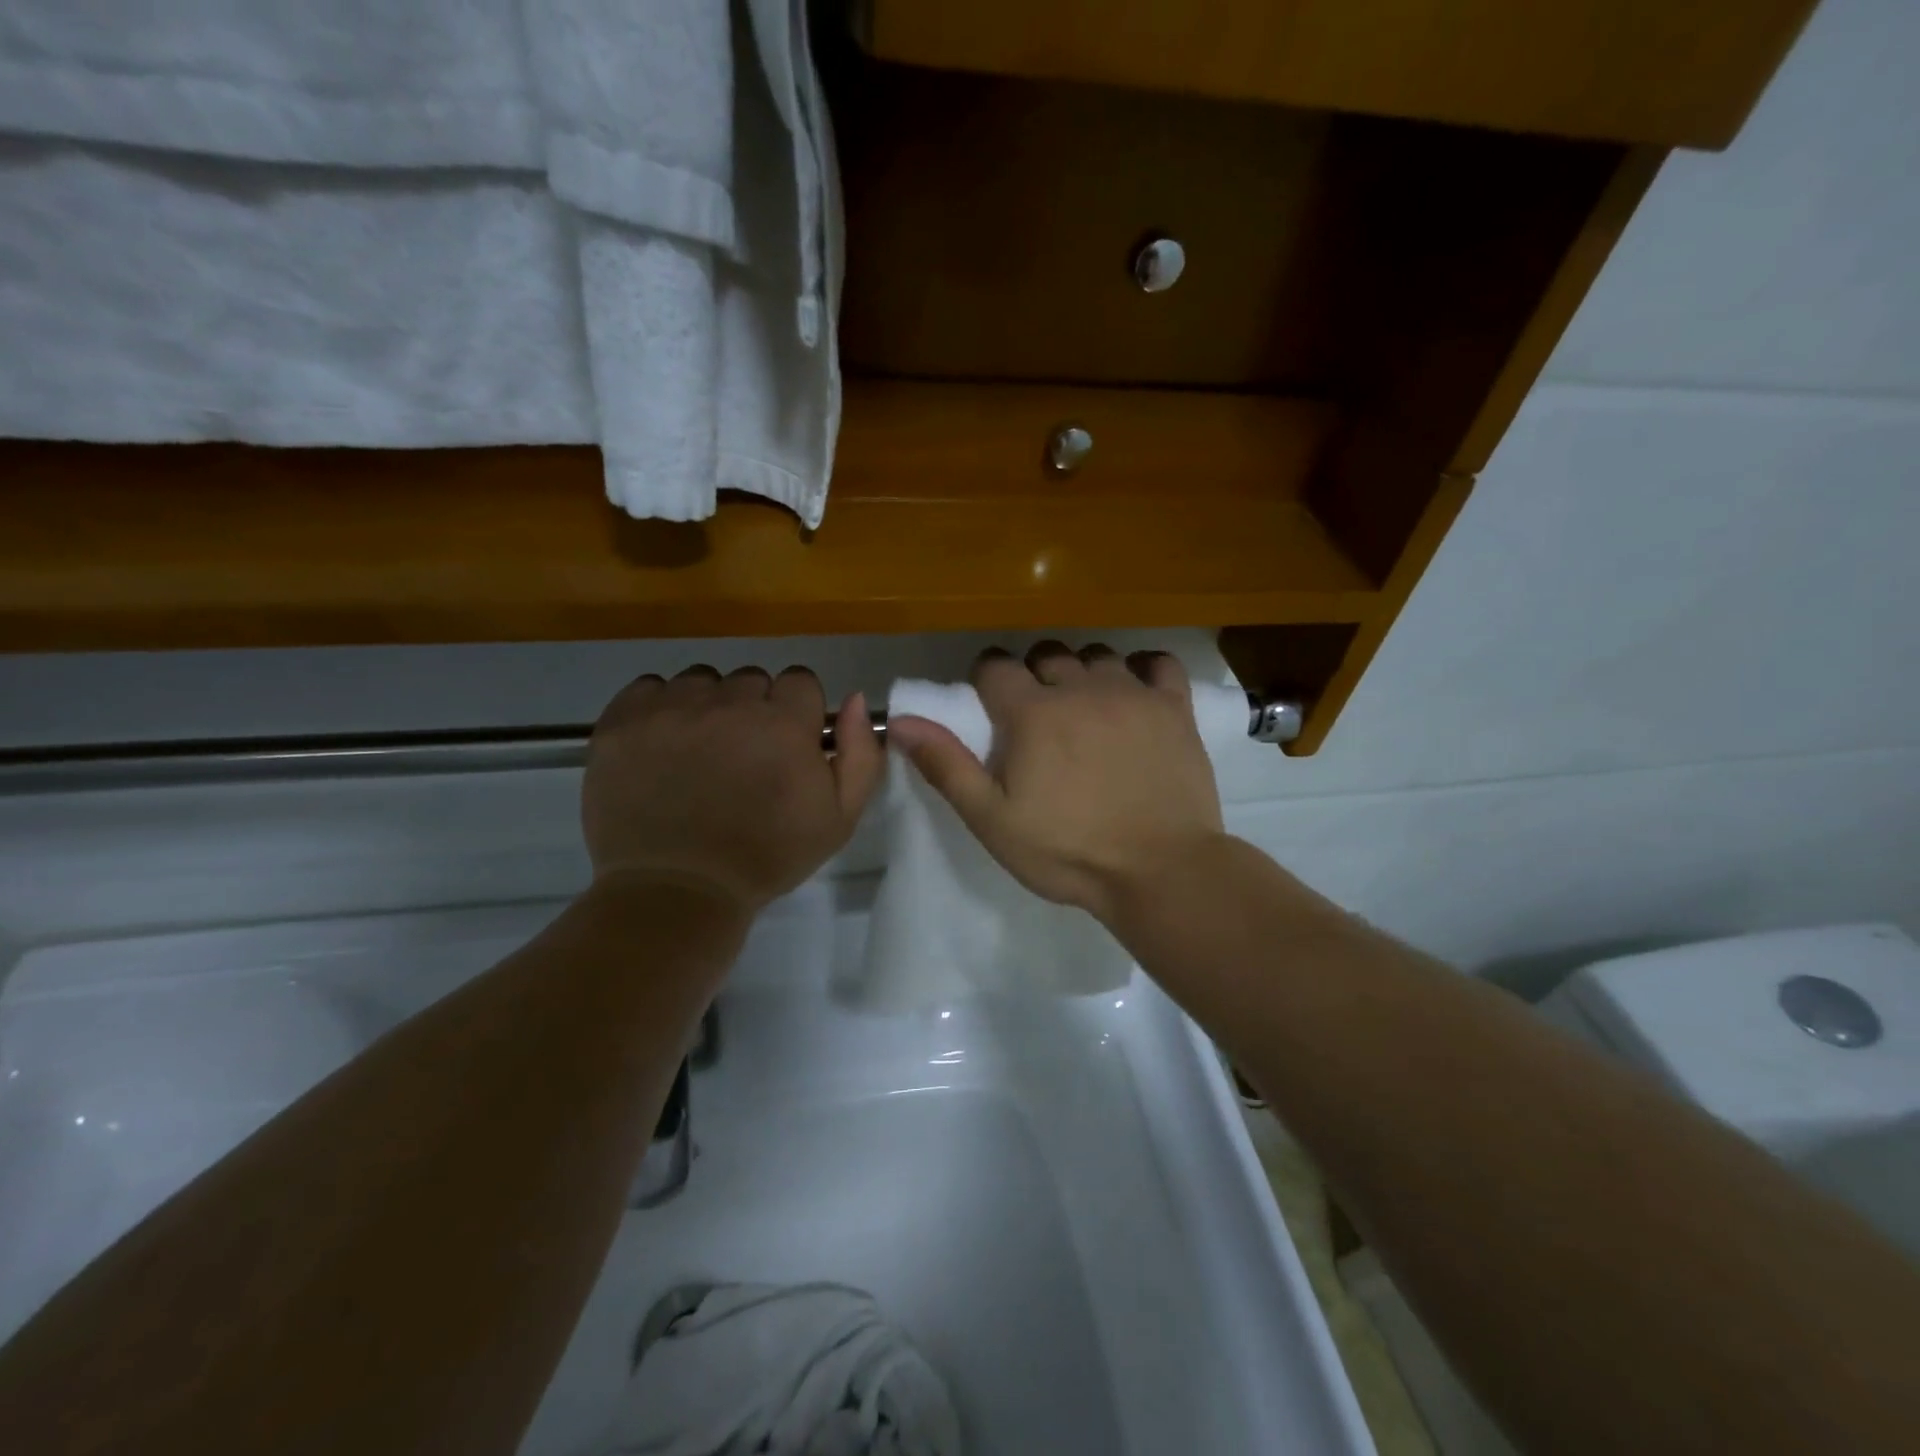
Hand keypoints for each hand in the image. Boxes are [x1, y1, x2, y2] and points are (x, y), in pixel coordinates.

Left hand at [582, 666, 882, 916]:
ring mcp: (672, 708)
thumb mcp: (839, 817)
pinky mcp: (623, 721)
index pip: (799, 681)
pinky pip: (649, 688)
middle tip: (742, 756)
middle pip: (750, 680)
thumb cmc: (767, 857)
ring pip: (701, 681)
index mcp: (784, 723)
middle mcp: (729, 703)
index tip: (786, 744)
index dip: (796, 712)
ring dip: (706, 706)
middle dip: (753, 710)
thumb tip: (856, 698)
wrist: (677, 891)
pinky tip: (661, 745)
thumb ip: (860, 753)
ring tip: (698, 751)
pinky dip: (659, 709)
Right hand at [886, 644, 1225, 923]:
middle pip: (1047, 655)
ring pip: (1097, 655)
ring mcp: (1132, 694)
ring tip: (1084, 707)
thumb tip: (899, 720)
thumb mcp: (992, 819)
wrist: (1159, 871)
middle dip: (1033, 674)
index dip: (986, 680)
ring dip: (1082, 672)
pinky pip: (1159, 662)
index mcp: (1032, 712)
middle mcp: (1081, 689)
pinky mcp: (1174, 708)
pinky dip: (1143, 668)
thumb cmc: (1068, 851)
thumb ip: (946, 766)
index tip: (989, 704)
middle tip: (1036, 714)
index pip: (995, 666)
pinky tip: (1136, 689)